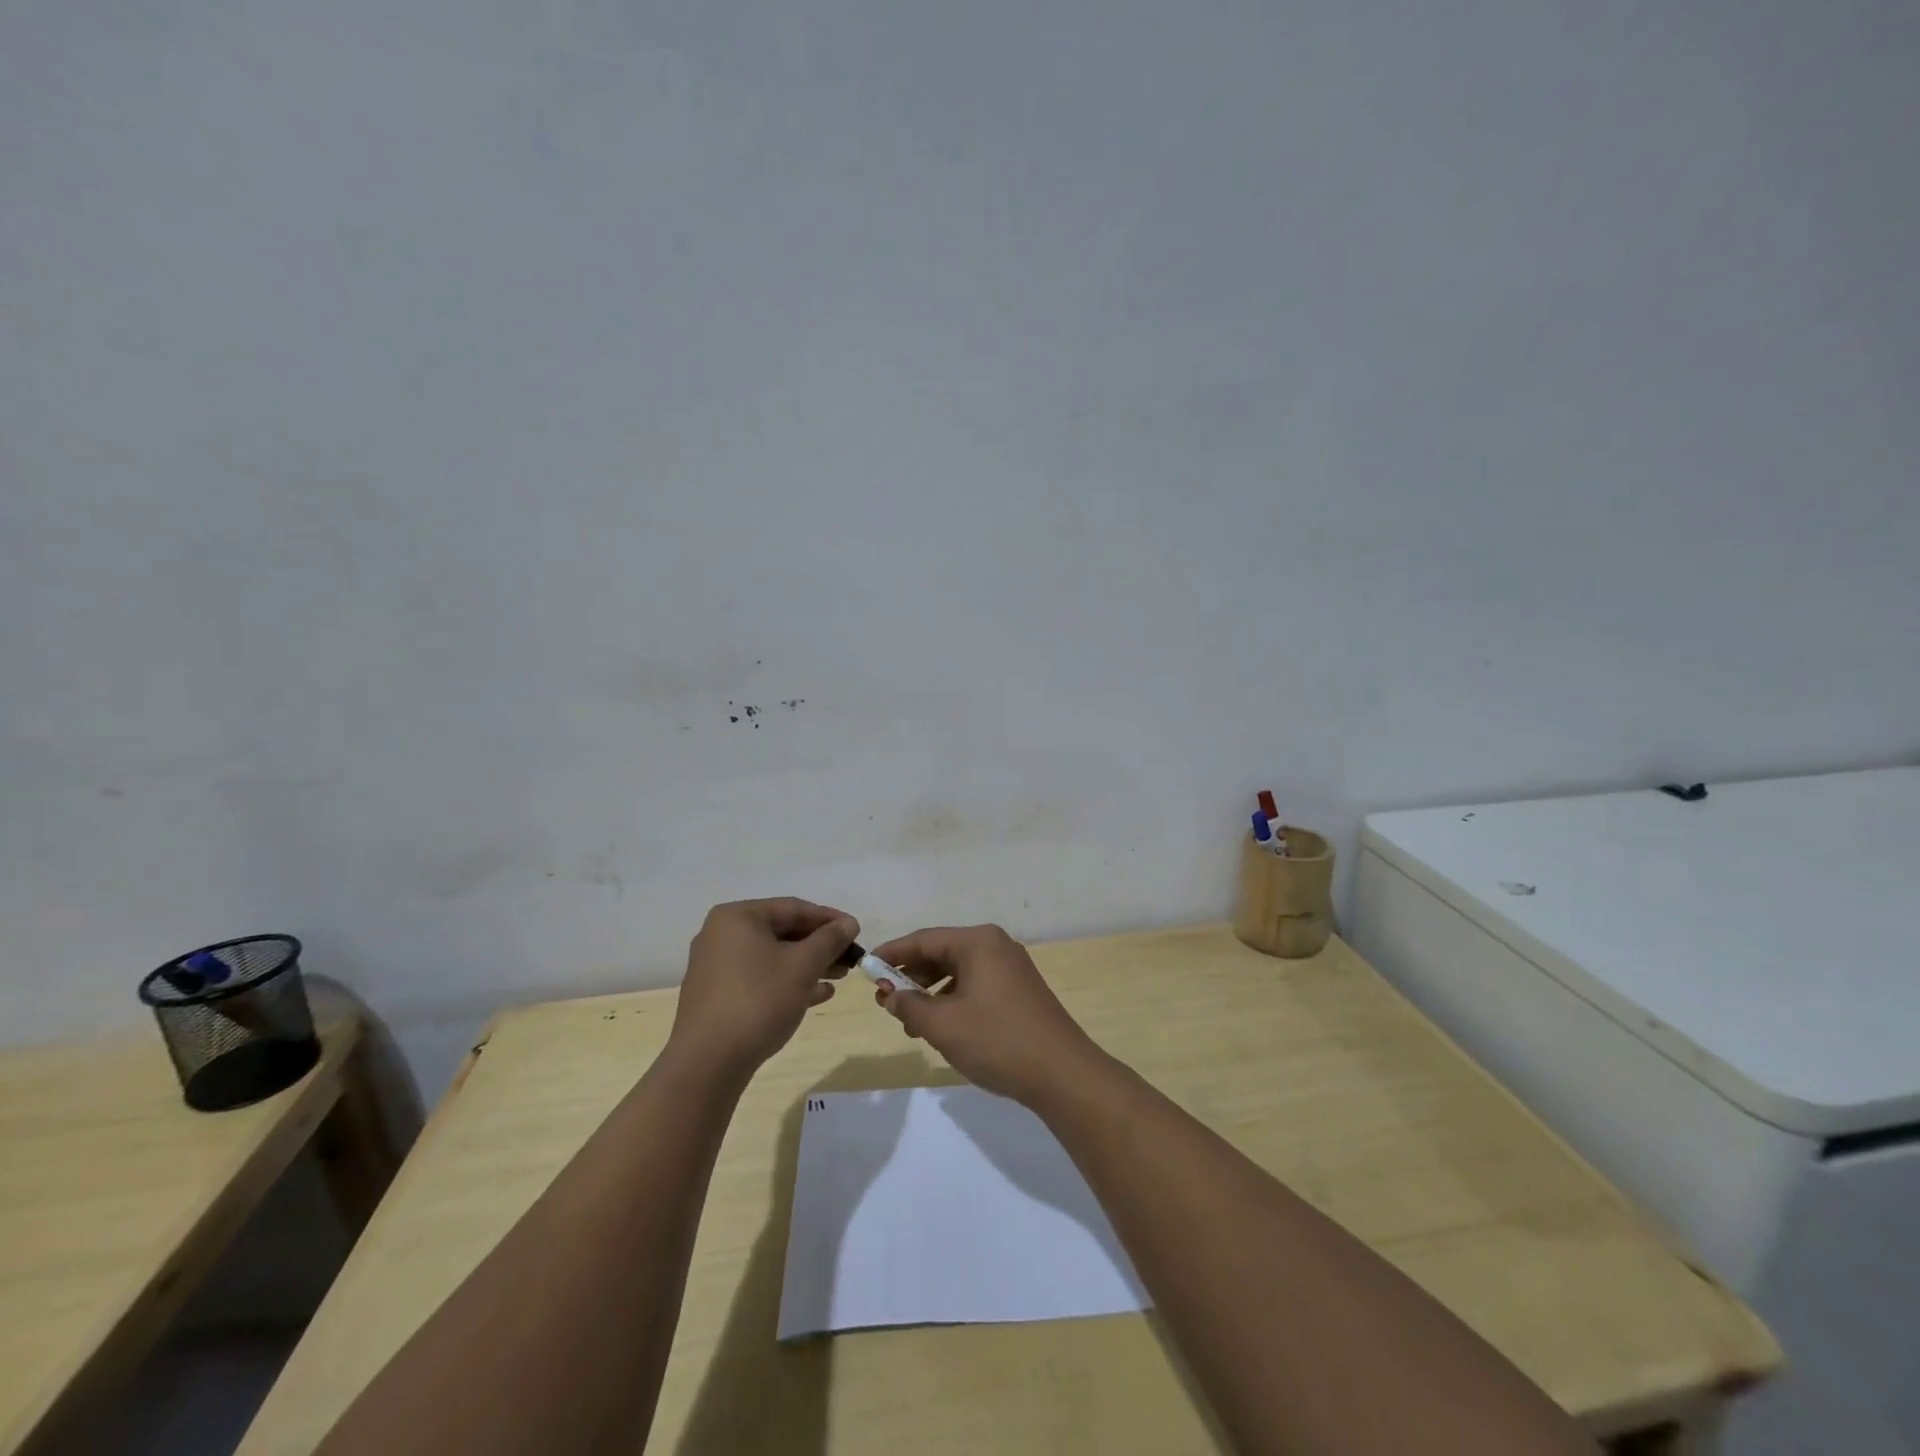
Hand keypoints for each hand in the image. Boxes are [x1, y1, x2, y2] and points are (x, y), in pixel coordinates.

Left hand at [668, 899, 858, 1081]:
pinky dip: (787, 982)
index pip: (793, 908)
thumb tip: (849, 923)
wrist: (707, 1063)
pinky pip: (759, 978)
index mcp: (738, 917)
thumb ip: (829, 940)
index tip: (857, 931)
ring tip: (839, 978)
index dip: (829, 919)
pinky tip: (817, 995)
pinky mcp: (717, 995)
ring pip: (772, 957)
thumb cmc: (758, 1001)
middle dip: (820, 946)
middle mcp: (722, 935)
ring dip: (808, 965)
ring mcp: (716, 966)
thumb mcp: (802, 966)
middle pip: (782, 932)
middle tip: (850, 958)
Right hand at [868, 925, 1105, 1105]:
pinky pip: (975, 985)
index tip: (866, 969)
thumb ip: (909, 1006)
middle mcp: (996, 945)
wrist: (1062, 1073)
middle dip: (911, 977)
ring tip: (910, 1023)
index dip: (892, 954)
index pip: (924, 939)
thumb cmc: (998, 1040)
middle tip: (885, 1001)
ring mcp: (1011, 967)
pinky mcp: (1020, 990)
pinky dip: (953, 1001)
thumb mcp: (943, 1025)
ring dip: (931, 993)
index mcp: (978, 942)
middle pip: (941, 953)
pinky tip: (942, 1027)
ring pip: (958, 972)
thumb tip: (889, 996)